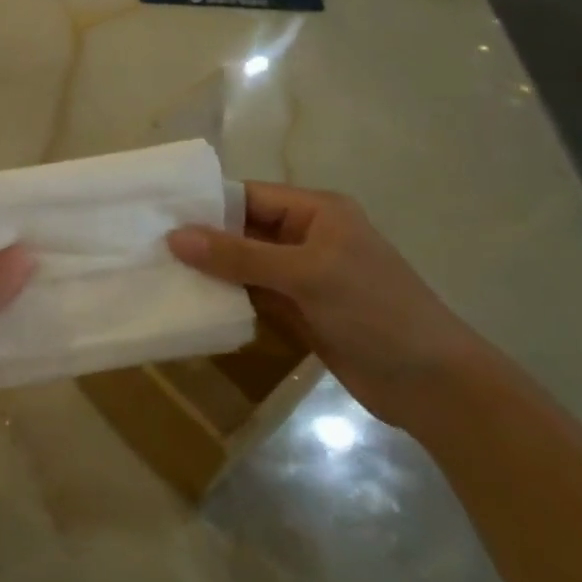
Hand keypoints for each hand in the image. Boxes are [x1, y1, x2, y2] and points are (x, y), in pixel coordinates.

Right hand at [167, 185, 481, 430]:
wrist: (433, 386)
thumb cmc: (375, 311)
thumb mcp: (306, 274)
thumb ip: (239, 256)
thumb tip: (174, 236)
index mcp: (315, 211)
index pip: (249, 196)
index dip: (206, 203)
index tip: (157, 214)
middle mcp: (306, 236)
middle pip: (243, 229)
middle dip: (202, 238)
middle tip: (148, 246)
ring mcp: (302, 276)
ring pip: (244, 264)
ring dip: (210, 270)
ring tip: (158, 272)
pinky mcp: (299, 310)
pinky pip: (253, 294)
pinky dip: (226, 297)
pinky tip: (190, 301)